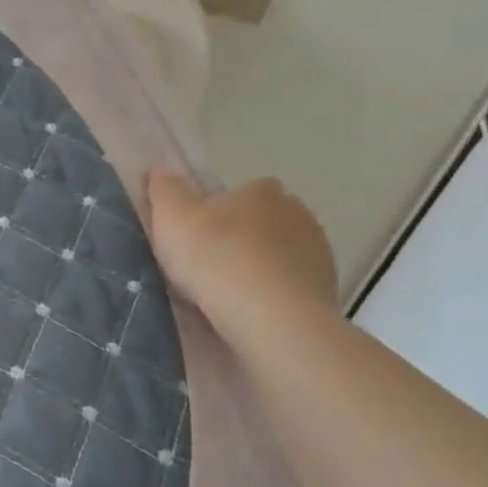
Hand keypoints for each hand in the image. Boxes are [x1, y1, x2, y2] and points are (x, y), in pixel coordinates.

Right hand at [142, 168, 338, 323]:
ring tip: (228, 295)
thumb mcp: (173, 219)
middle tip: (209, 265)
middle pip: (263, 220)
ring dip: (259, 266)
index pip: (244, 190)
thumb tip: (160, 167)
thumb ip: (165, 190)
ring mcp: (317, 251)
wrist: (272, 319)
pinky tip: (251, 311)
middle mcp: (297, 212)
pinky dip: (274, 292)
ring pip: (279, 252)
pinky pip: (291, 284)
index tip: (200, 234)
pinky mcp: (326, 287)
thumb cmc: (217, 260)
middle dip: (242, 237)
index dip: (220, 210)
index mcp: (262, 191)